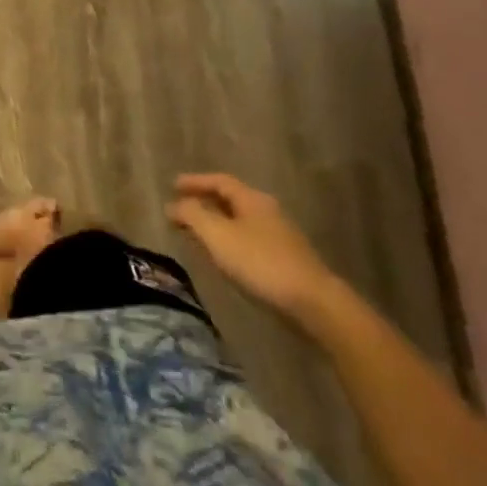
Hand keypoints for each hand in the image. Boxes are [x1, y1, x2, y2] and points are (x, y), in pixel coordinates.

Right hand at [167, 173, 338, 323]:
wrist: (313, 304)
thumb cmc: (261, 263)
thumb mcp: (218, 236)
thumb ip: (193, 216)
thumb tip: (173, 204)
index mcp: (252, 199)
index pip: (219, 181)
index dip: (195, 182)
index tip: (173, 186)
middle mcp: (267, 211)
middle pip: (230, 199)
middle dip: (204, 202)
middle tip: (181, 210)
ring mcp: (279, 236)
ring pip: (239, 221)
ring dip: (215, 223)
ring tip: (195, 234)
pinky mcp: (284, 259)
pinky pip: (248, 240)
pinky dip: (228, 241)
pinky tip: (222, 257)